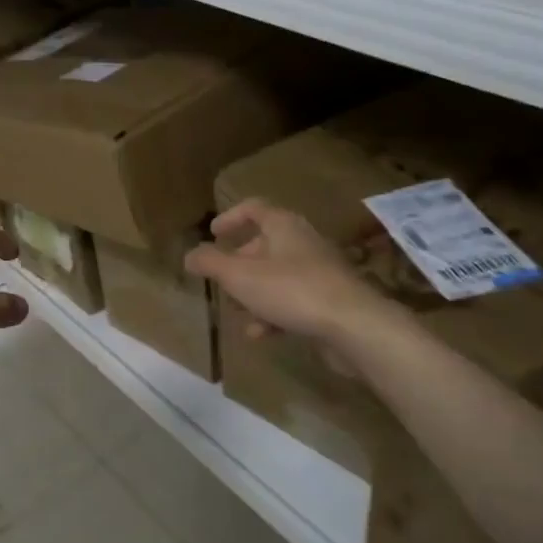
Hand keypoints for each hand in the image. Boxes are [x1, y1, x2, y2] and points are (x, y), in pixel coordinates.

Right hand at [184, 199, 392, 353]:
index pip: (254, 208)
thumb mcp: (239, 276)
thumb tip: (189, 255)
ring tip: (236, 311)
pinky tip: (260, 334)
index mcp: (283, 226)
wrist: (353, 326)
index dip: (231, 217)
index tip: (213, 233)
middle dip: (239, 262)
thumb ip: (210, 263)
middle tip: (221, 278)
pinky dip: (273, 313)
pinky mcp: (329, 300)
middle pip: (265, 244)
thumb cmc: (291, 290)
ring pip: (277, 276)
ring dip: (253, 292)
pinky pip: (293, 301)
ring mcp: (320, 272)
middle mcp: (303, 242)